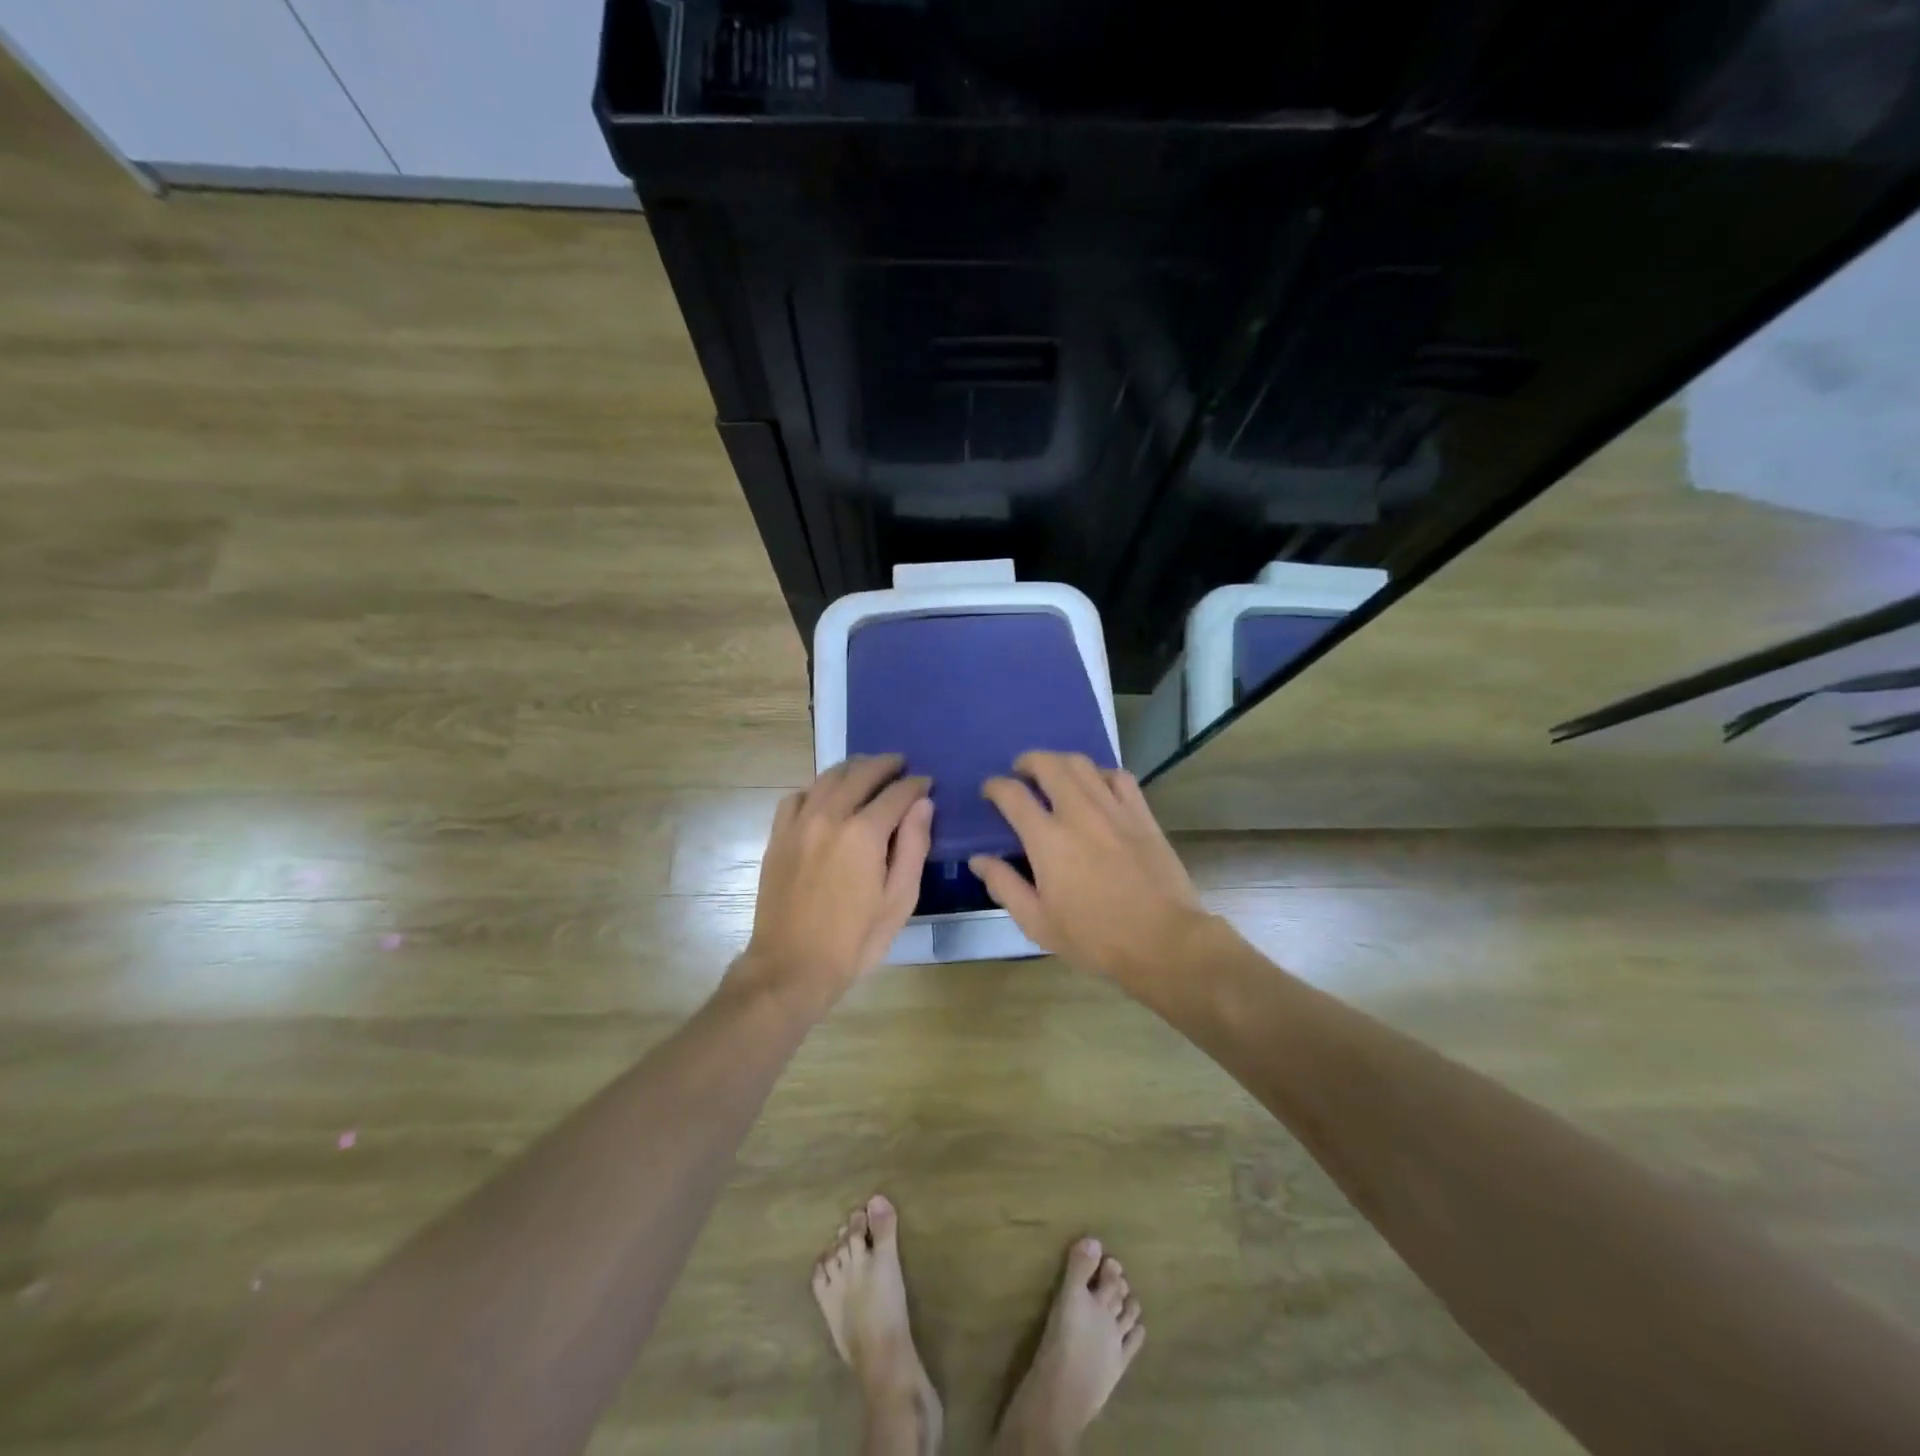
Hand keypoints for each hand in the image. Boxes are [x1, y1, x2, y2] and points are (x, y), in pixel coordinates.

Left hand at [736, 754, 932, 1013]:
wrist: (791, 967)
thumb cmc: (854, 940)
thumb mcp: (899, 900)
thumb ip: (913, 846)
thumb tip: (923, 804)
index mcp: (863, 834)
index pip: (896, 793)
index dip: (915, 785)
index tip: (926, 783)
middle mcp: (829, 817)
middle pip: (860, 774)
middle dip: (885, 765)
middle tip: (900, 765)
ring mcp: (798, 824)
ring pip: (827, 778)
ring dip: (852, 768)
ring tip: (867, 771)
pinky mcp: (778, 836)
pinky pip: (798, 796)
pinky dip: (818, 788)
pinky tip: (826, 797)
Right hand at [970, 752, 1210, 985]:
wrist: (1163, 941)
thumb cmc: (1094, 938)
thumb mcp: (1037, 922)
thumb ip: (1004, 885)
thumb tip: (979, 859)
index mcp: (1047, 839)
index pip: (1013, 795)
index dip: (995, 786)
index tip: (990, 790)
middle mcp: (1079, 813)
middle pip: (1049, 764)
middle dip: (1028, 761)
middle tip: (1021, 772)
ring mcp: (1114, 809)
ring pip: (1083, 764)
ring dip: (1062, 762)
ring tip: (1055, 774)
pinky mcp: (1142, 815)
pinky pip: (1119, 777)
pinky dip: (1101, 774)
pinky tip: (1097, 786)